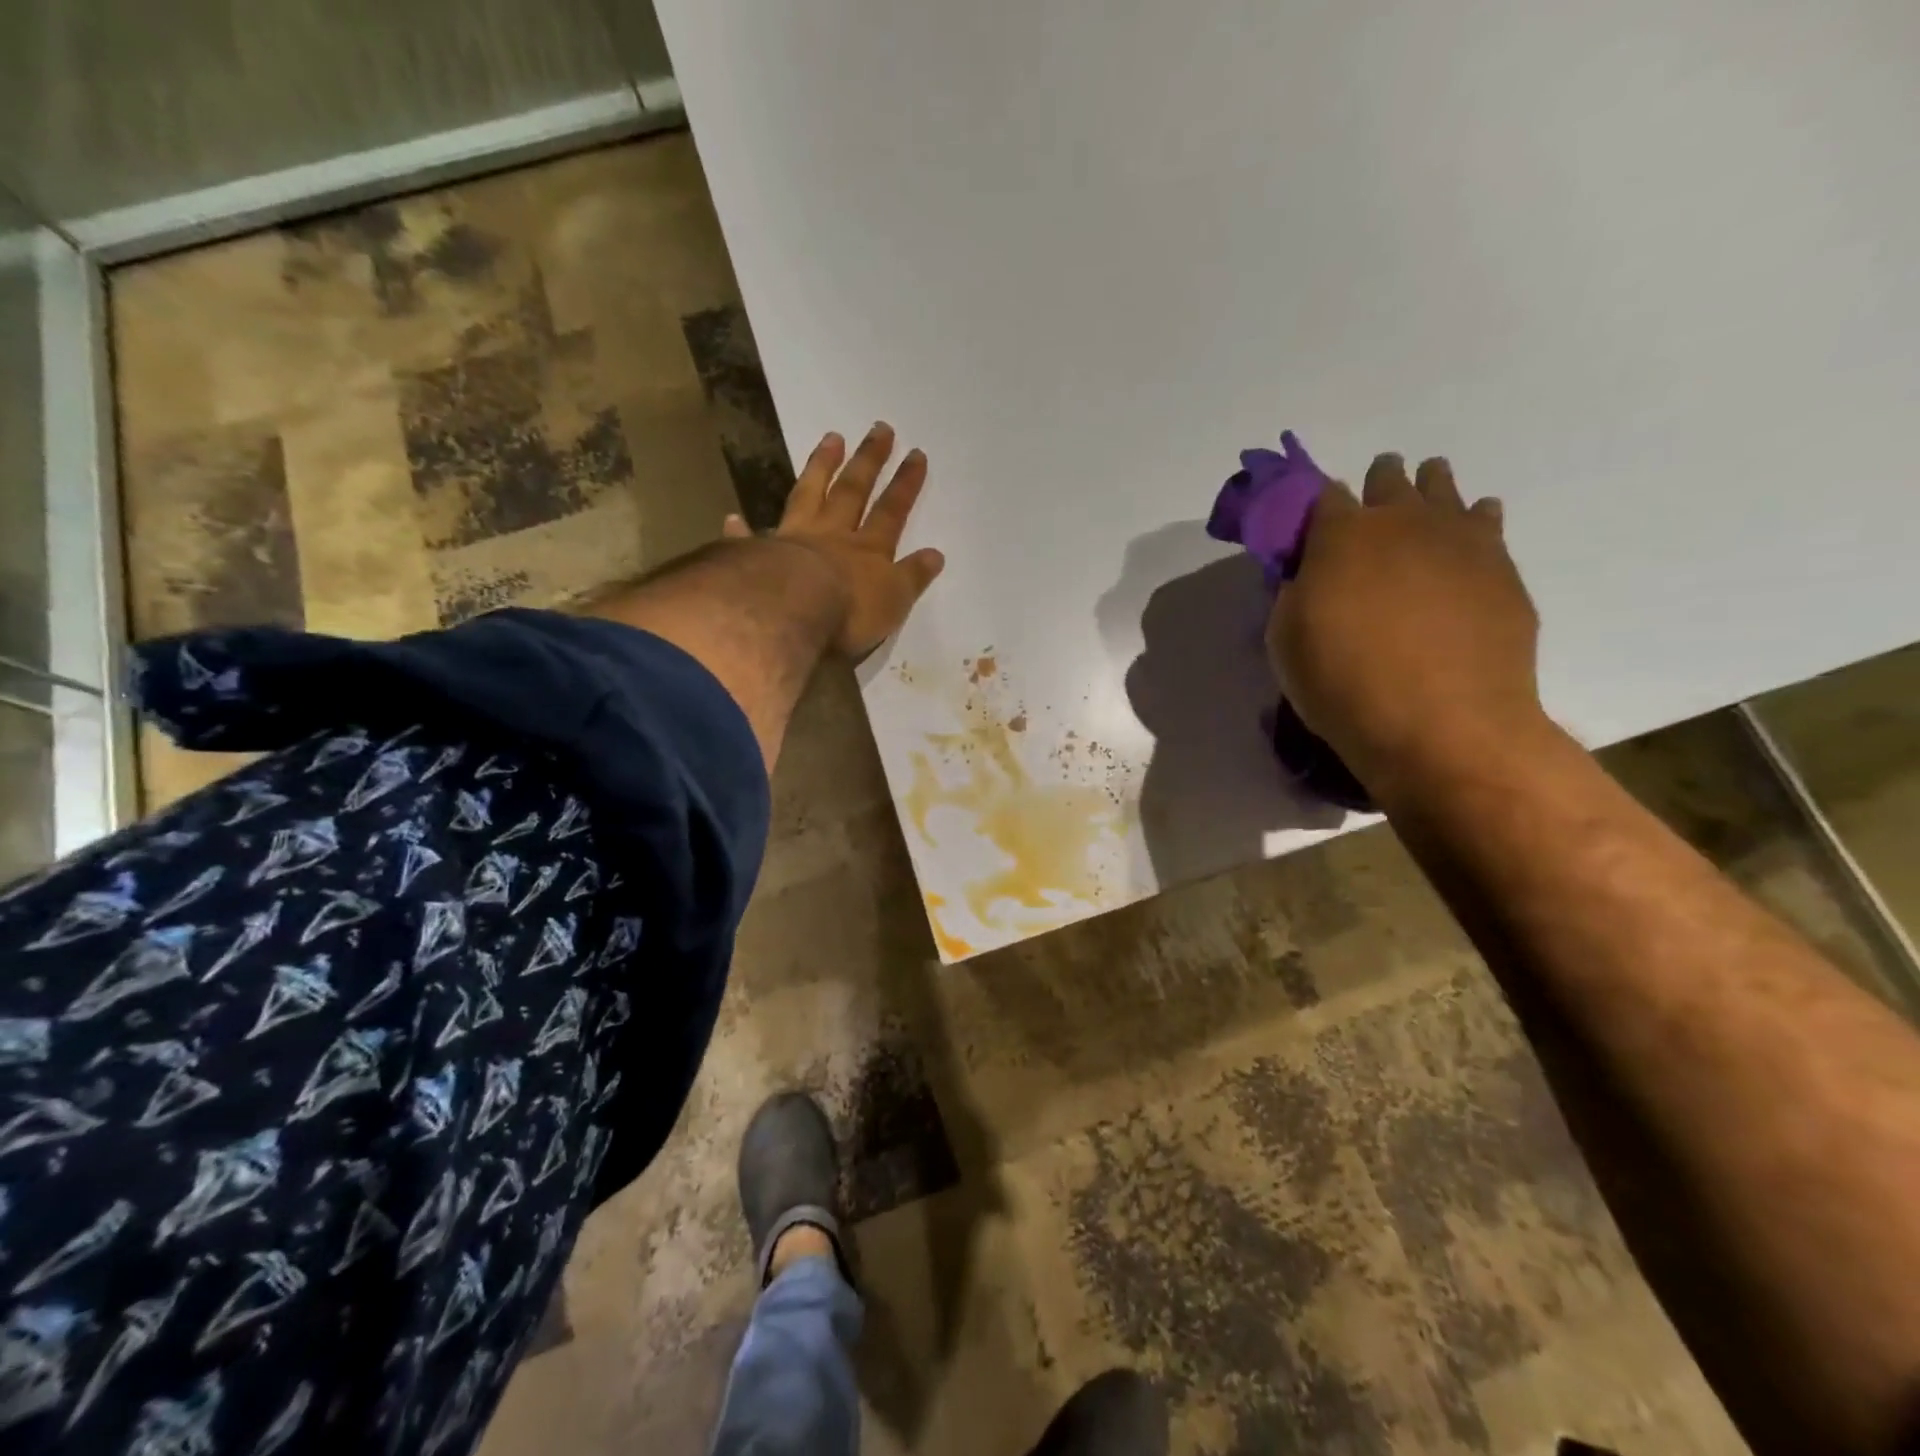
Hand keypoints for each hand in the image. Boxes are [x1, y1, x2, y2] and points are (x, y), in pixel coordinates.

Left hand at [724, 423, 945, 657]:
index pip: (892, 512)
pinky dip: (744, 529)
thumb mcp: (894, 600)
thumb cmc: (849, 612)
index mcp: (867, 550)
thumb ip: (912, 576)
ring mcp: (792, 540)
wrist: (791, 611)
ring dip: (820, 467)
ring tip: (831, 439)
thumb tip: (935, 555)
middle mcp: (832, 536)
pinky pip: (750, 538)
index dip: (905, 485)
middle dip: (869, 461)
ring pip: (808, 495)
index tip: (915, 454)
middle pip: (853, 491)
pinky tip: (734, 518)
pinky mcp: (756, 555)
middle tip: (879, 429)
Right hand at [1267, 454, 1547, 798]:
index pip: (1324, 497)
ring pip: (1443, 488)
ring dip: (1429, 489)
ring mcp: (1459, 538)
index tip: (1315, 526)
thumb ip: (1294, 594)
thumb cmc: (1343, 682)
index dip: (1318, 507)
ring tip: (1423, 504)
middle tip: (1371, 508)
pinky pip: (1486, 521)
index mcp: (1341, 535)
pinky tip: (1468, 535)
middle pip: (1389, 479)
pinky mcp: (1501, 565)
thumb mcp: (1286, 640)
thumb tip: (1306, 575)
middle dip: (1377, 484)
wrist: (1440, 722)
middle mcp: (1401, 521)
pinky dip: (1473, 521)